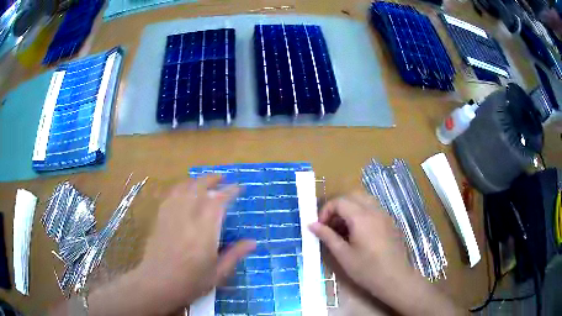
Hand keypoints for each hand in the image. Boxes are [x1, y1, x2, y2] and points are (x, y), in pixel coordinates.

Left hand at [134, 177, 255, 313]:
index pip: (217, 203)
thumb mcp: (217, 274)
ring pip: (183, 188)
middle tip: (223, 178)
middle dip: (212, 179)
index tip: (238, 188)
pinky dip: (180, 188)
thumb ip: (234, 255)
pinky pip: (170, 195)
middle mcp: (187, 218)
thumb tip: (252, 242)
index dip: (229, 192)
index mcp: (203, 233)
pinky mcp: (160, 218)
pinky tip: (184, 191)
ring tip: (205, 181)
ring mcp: (171, 216)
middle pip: (198, 188)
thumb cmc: (190, 283)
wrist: (157, 284)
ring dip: (196, 181)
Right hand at [309, 192, 412, 294]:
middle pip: (352, 196)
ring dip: (350, 208)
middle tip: (330, 225)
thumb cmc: (367, 269)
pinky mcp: (390, 222)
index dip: (326, 211)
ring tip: (343, 228)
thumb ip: (327, 236)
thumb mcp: (343, 255)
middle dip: (338, 207)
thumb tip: (312, 224)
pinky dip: (361, 213)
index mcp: (361, 217)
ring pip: (364, 200)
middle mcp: (374, 210)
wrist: (395, 278)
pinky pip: (373, 209)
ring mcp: (384, 215)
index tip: (320, 226)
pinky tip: (358, 232)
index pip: (339, 201)